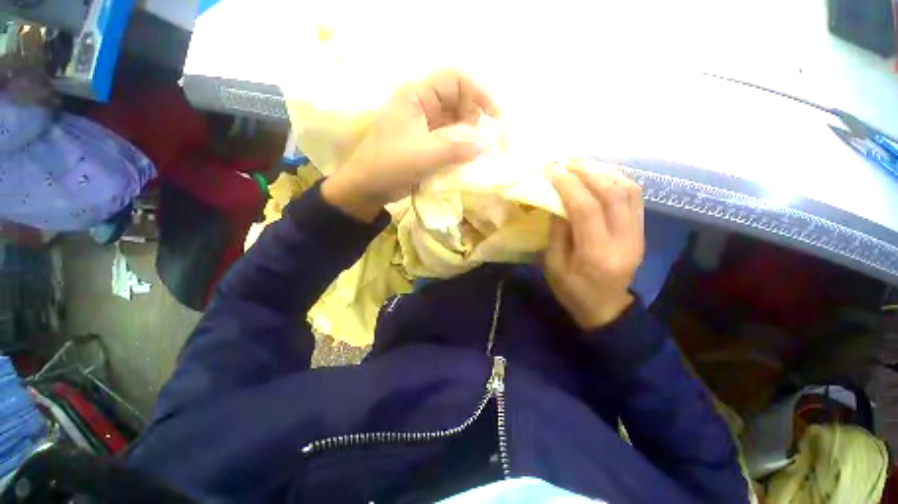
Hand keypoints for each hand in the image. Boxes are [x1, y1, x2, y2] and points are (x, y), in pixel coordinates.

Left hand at [322, 70, 499, 221]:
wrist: (368, 187)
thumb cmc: (390, 164)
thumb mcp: (424, 154)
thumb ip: (456, 149)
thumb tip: (485, 145)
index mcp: (417, 96)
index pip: (455, 80)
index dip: (478, 93)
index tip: (495, 116)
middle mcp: (422, 106)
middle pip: (457, 101)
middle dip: (475, 117)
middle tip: (486, 139)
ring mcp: (424, 127)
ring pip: (454, 122)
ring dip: (469, 134)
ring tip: (480, 150)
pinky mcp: (426, 145)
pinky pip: (449, 140)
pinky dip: (460, 147)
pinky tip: (469, 158)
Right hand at [544, 160, 644, 330]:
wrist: (607, 308)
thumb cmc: (572, 291)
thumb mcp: (553, 266)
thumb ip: (557, 233)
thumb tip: (558, 202)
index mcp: (596, 254)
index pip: (586, 208)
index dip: (568, 185)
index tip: (551, 170)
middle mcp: (623, 240)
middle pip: (611, 193)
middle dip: (586, 171)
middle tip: (564, 161)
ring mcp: (638, 234)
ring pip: (628, 190)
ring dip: (603, 171)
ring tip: (581, 164)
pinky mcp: (641, 230)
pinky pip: (634, 196)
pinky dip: (617, 180)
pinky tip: (599, 175)